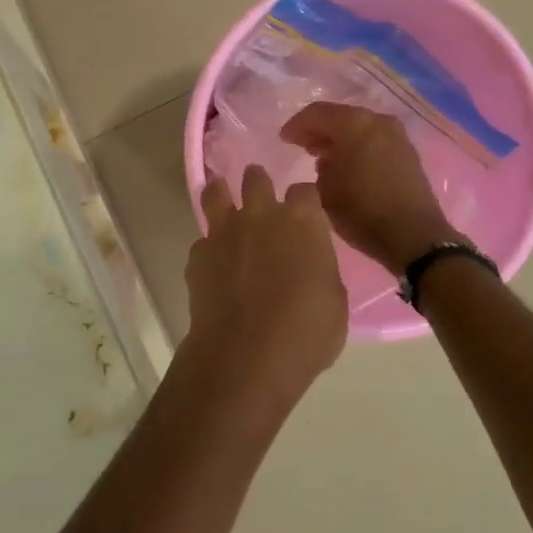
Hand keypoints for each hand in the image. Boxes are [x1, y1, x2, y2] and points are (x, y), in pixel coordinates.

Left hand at [179, 165, 348, 419]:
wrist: (247, 354)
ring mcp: (224, 232)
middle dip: (259, 182)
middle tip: (262, 195)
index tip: (307, 213)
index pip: (305, 190)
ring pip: (216, 193)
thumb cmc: (306, 331)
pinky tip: (213, 265)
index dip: (305, 201)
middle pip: (256, 178)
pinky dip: (209, 249)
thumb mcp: (334, 300)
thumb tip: (308, 266)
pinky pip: (202, 241)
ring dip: (221, 193)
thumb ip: (319, 270)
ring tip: (223, 198)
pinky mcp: (198, 255)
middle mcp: (261, 215)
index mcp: (302, 221)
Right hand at [280, 102, 459, 273]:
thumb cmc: (362, 211)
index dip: (297, 125)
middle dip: (319, 130)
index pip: (317, 113)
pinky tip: (348, 165)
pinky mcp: (407, 152)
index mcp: (354, 124)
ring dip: (339, 139)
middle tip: (301, 146)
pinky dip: (358, 146)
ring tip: (322, 158)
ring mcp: (396, 135)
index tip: (283, 139)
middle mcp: (377, 121)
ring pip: (359, 128)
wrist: (413, 235)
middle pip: (340, 117)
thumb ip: (320, 166)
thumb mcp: (325, 190)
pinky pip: (374, 140)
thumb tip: (325, 158)